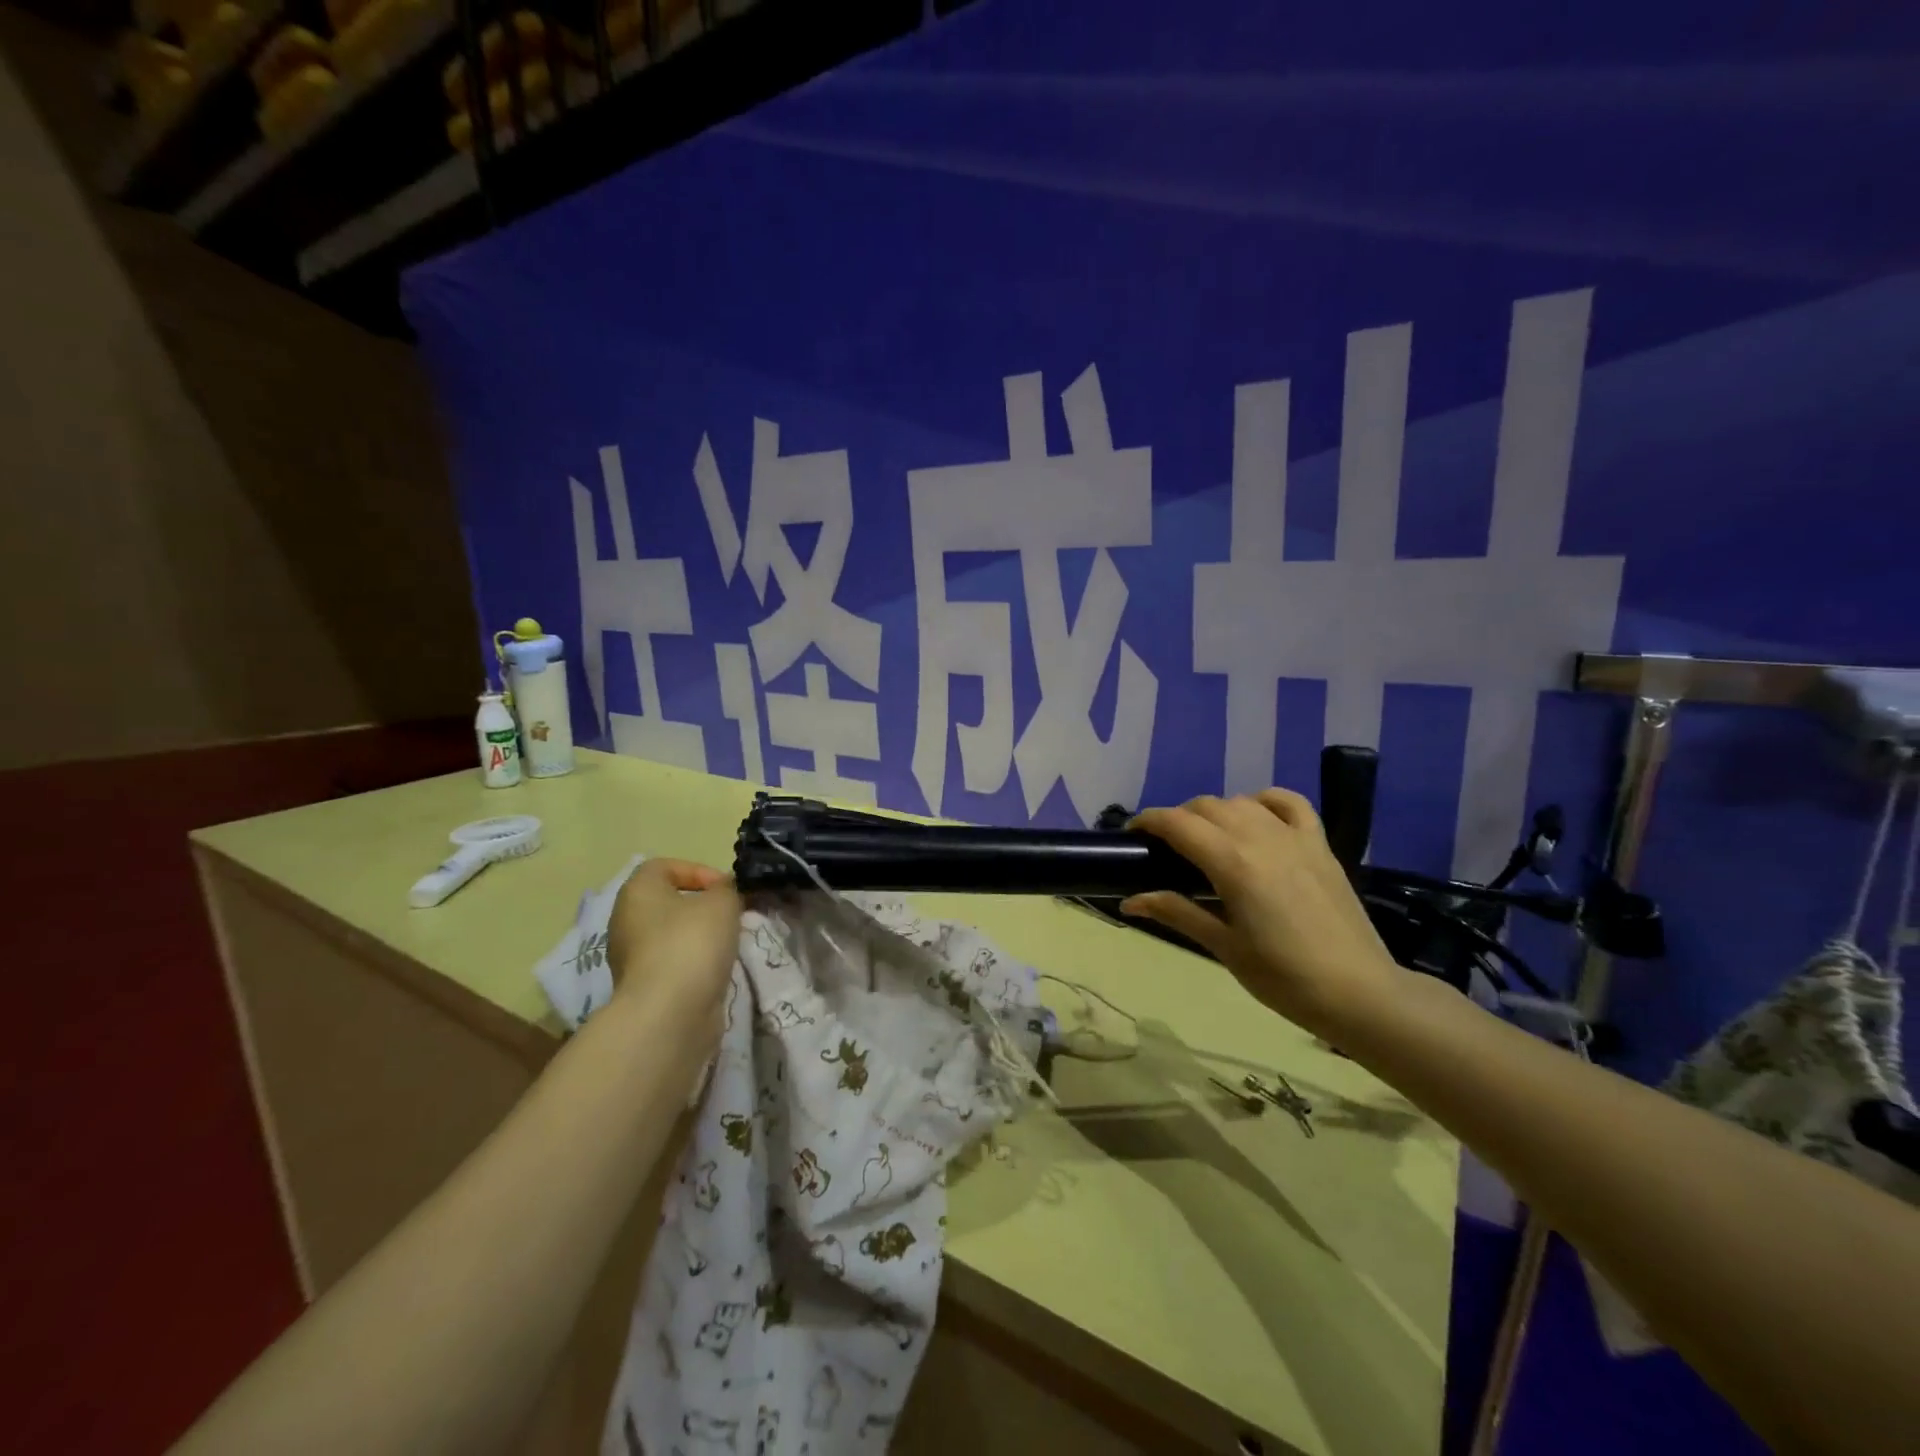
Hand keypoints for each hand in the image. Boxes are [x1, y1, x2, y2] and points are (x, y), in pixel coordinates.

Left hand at [605, 859, 742, 1032]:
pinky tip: (715, 969)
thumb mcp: (722, 902)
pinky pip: (672, 963)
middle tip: (731, 914)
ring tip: (728, 943)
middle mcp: (625, 921)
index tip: (724, 888)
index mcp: (636, 892)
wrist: (669, 1013)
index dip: (697, 870)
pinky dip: (693, 963)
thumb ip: (727, 889)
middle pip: (667, 902)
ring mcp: (630, 958)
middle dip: (702, 906)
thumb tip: (724, 892)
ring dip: (700, 936)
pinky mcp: (643, 988)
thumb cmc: (691, 943)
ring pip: (670, 935)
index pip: (663, 866)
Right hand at [1121, 791, 1403, 1041]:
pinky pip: (1290, 802)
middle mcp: (1260, 837)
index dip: (1148, 822)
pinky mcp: (1319, 844)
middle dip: (1178, 819)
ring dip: (1216, 811)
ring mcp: (1294, 837)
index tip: (1133, 836)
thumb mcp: (1223, 947)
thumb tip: (1130, 900)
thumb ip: (1177, 913)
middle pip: (1206, 806)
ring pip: (1241, 801)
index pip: (1177, 823)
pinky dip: (1265, 800)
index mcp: (1232, 863)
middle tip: (1167, 850)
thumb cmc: (1283, 977)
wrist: (1359, 993)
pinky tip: (1256, 817)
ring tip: (1208, 839)